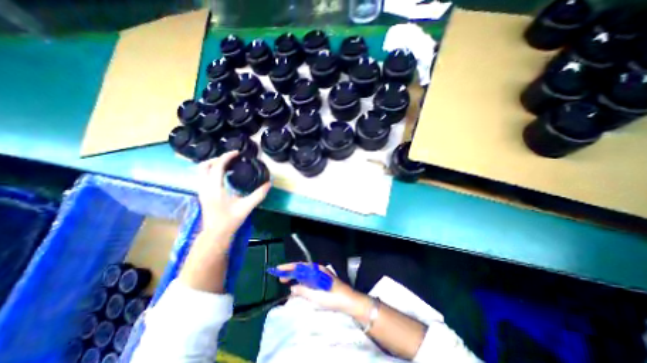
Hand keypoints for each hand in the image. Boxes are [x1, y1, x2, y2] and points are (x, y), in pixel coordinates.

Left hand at [196, 151, 269, 239]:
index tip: (237, 153)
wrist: (216, 234)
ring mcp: (201, 191)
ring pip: (201, 171)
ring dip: (213, 164)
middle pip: (204, 166)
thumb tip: (268, 183)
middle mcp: (205, 187)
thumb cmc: (230, 220)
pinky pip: (203, 176)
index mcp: (215, 189)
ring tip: (227, 164)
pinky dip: (211, 171)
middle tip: (230, 158)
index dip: (226, 157)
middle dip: (217, 158)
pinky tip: (223, 175)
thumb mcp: (247, 207)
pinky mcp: (202, 194)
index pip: (217, 166)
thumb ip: (259, 194)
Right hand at [274, 264, 373, 319]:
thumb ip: (303, 291)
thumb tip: (292, 287)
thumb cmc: (333, 297)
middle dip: (291, 271)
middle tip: (280, 277)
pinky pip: (309, 279)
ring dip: (296, 276)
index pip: (300, 266)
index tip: (278, 269)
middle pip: (302, 269)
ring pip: (305, 274)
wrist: (349, 301)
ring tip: (286, 280)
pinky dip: (302, 281)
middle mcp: (318, 270)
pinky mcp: (323, 281)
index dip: (288, 267)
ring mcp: (321, 275)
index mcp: (317, 270)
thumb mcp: (316, 296)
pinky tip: (298, 286)